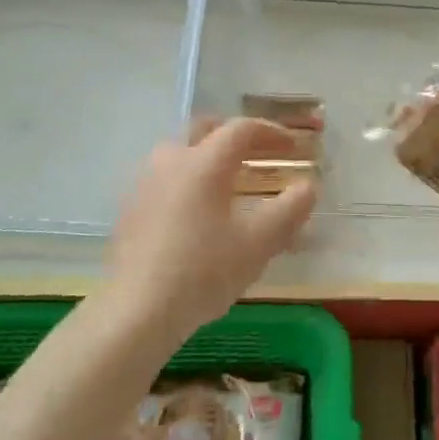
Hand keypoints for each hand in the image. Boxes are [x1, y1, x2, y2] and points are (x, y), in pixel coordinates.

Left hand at [105, 118, 316, 341]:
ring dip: (209, 157)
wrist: (137, 310)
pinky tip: (198, 213)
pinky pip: (165, 179)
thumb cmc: (204, 271)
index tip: (293, 146)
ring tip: (230, 183)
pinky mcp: (130, 209)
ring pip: (181, 152)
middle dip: (236, 136)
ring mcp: (144, 184)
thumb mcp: (259, 243)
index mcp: (204, 163)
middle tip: (259, 154)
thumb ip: (290, 209)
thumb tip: (308, 186)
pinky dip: (189, 180)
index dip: (271, 132)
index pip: (241, 129)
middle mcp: (171, 161)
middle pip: (205, 130)